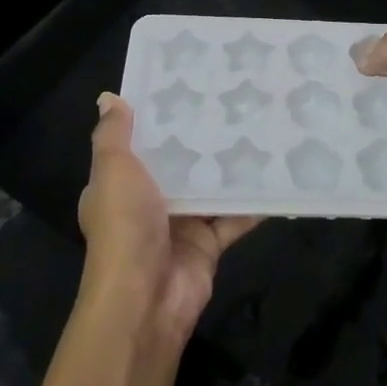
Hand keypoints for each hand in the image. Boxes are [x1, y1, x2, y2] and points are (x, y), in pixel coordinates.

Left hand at [77, 93, 258, 348]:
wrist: (145, 301)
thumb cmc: (124, 227)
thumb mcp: (113, 171)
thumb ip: (113, 135)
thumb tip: (108, 97)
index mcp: (120, 186)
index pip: (139, 144)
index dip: (159, 118)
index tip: (187, 85)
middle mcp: (148, 204)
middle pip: (179, 164)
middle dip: (201, 137)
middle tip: (233, 98)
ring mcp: (181, 225)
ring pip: (209, 187)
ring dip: (230, 165)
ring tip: (260, 124)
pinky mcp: (209, 245)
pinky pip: (235, 216)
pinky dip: (254, 200)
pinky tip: (278, 172)